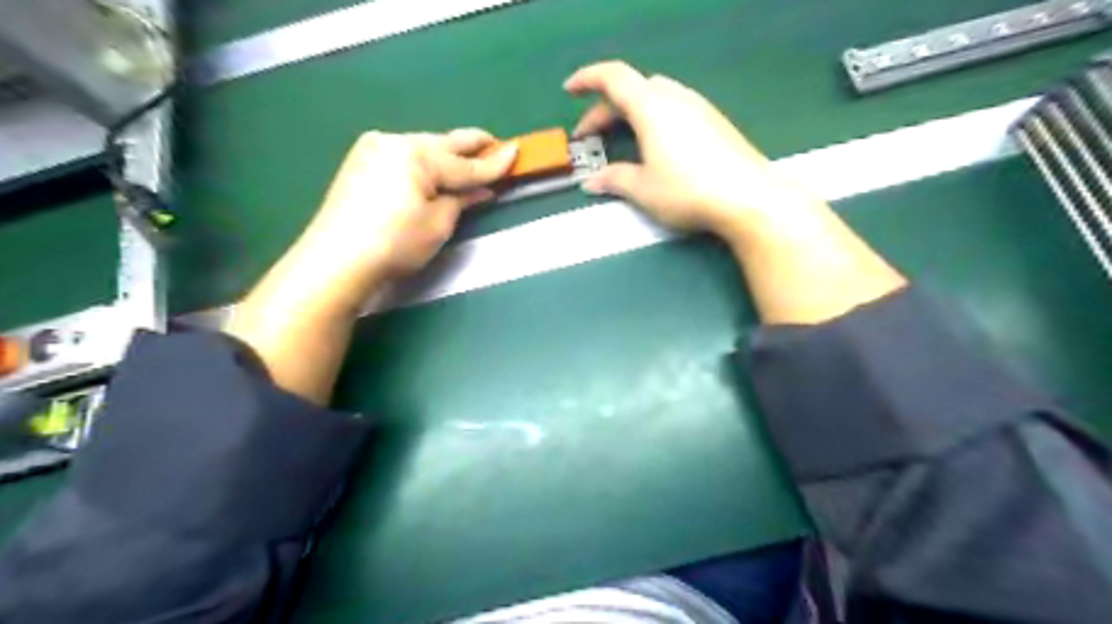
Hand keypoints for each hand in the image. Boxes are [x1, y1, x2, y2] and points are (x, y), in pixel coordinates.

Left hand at [227, 128, 522, 403]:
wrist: (336, 260)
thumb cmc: (394, 244)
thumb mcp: (438, 224)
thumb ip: (462, 199)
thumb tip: (481, 189)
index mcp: (417, 155)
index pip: (464, 162)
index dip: (493, 162)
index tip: (517, 150)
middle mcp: (394, 142)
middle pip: (443, 144)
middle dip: (471, 147)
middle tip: (496, 145)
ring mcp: (373, 149)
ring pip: (422, 148)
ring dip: (447, 156)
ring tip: (468, 162)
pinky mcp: (360, 162)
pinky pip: (404, 157)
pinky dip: (424, 164)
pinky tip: (434, 173)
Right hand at [565, 62, 810, 239]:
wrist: (748, 197)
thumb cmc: (687, 191)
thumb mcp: (643, 189)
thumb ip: (615, 180)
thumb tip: (591, 182)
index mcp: (651, 107)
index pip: (613, 78)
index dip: (587, 79)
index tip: (569, 90)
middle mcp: (675, 98)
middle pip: (633, 89)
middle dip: (607, 108)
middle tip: (591, 136)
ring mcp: (698, 107)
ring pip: (656, 96)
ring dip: (631, 112)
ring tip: (622, 139)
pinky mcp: (714, 121)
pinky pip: (675, 108)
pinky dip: (653, 119)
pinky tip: (655, 145)